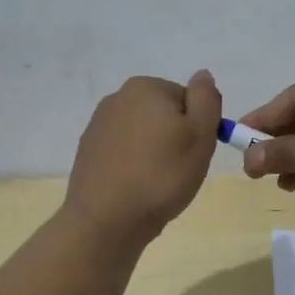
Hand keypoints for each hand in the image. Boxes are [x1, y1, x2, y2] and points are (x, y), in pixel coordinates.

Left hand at [64, 70, 222, 249]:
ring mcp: (98, 125)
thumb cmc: (162, 175)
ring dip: (155, 154)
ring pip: (144, 135)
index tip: (195, 153)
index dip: (198, 128)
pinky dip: (134, 166)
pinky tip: (137, 189)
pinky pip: (124, 153)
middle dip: (175, 139)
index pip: (188, 100)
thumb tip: (203, 75)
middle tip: (179, 170)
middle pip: (164, 115)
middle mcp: (117, 98)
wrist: (106, 220)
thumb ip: (206, 99)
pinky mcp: (88, 152)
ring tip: (157, 184)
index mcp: (146, 87)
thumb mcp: (200, 134)